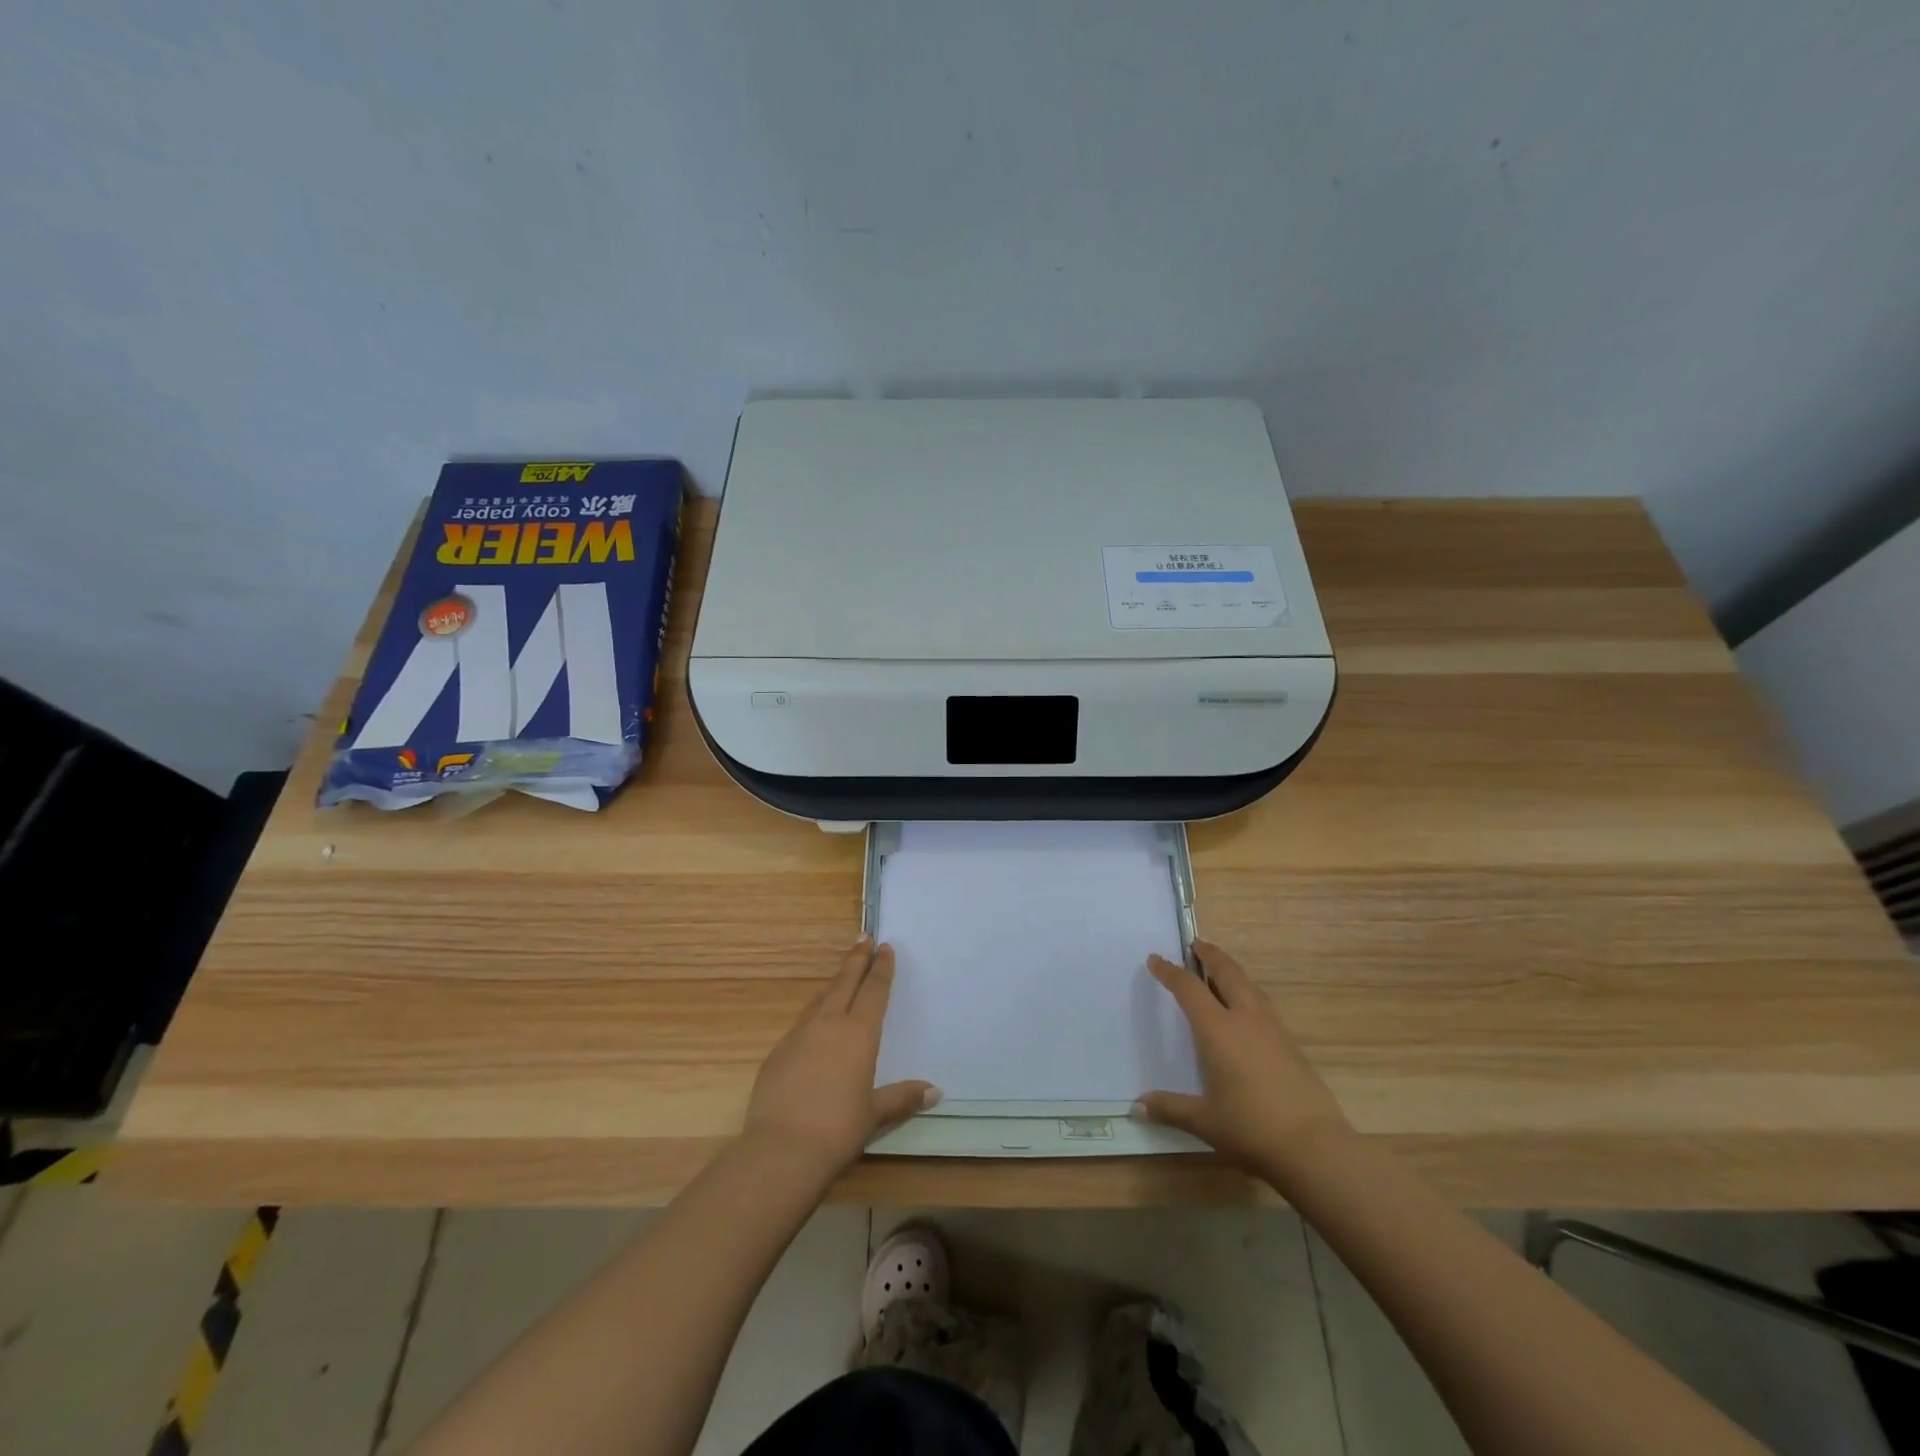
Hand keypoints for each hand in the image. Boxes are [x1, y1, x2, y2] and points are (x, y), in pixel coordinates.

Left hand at [742, 937, 937, 1178]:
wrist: (781, 1149)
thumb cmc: (838, 1130)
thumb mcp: (874, 1114)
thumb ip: (902, 1098)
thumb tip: (935, 1091)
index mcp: (858, 1034)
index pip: (874, 991)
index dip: (881, 968)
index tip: (885, 947)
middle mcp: (828, 1025)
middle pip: (845, 983)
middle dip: (856, 959)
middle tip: (863, 937)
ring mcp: (799, 1036)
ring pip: (820, 999)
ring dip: (834, 983)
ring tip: (841, 974)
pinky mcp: (777, 1053)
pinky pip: (801, 1023)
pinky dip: (813, 1013)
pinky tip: (813, 1024)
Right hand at [1134, 940, 1351, 1174]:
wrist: (1314, 1146)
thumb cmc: (1251, 1128)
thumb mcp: (1204, 1121)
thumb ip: (1169, 1108)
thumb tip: (1137, 1106)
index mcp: (1218, 1030)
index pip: (1188, 988)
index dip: (1170, 972)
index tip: (1155, 959)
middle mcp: (1245, 1019)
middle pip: (1227, 973)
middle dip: (1210, 955)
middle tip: (1197, 944)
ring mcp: (1273, 1030)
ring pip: (1250, 986)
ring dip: (1232, 971)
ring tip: (1220, 969)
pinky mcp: (1291, 1045)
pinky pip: (1263, 1005)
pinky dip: (1248, 993)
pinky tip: (1247, 1010)